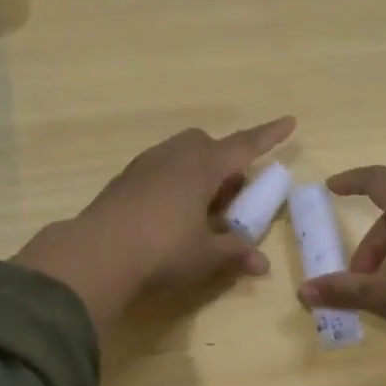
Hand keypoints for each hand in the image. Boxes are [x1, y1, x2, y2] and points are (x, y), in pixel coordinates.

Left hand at [15, 117, 295, 331]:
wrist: (96, 255)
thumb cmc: (162, 251)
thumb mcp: (207, 256)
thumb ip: (235, 253)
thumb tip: (261, 263)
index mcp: (203, 166)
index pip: (245, 145)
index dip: (269, 136)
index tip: (289, 122)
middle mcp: (174, 156)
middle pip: (207, 144)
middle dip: (224, 161)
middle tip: (232, 194)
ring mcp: (145, 165)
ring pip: (180, 155)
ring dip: (198, 171)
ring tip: (201, 208)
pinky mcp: (124, 181)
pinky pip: (159, 170)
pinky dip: (174, 182)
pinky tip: (170, 214)